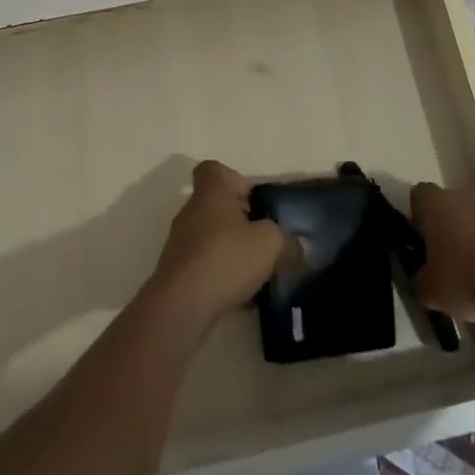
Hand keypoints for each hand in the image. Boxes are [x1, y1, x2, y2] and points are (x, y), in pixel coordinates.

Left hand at [147, 161, 289, 329]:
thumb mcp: (271, 244)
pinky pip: (204, 263)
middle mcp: (191, 211)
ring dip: (232, 248)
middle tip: (263, 238)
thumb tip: (296, 245)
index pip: (213, 169)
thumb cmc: (226, 258)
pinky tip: (241, 293)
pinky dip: (221, 272)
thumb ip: (287, 241)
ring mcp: (180, 242)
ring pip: (211, 235)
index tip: (254, 200)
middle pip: (216, 204)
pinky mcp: (178, 271)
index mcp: (211, 193)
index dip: (235, 179)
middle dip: (240, 219)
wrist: (182, 304)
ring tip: (256, 270)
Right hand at [410, 181, 474, 328]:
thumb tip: (422, 278)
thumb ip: (420, 279)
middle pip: (451, 205)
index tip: (422, 243)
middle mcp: (467, 194)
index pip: (419, 196)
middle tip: (449, 260)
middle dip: (449, 228)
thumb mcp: (430, 292)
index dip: (418, 218)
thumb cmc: (469, 281)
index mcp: (438, 203)